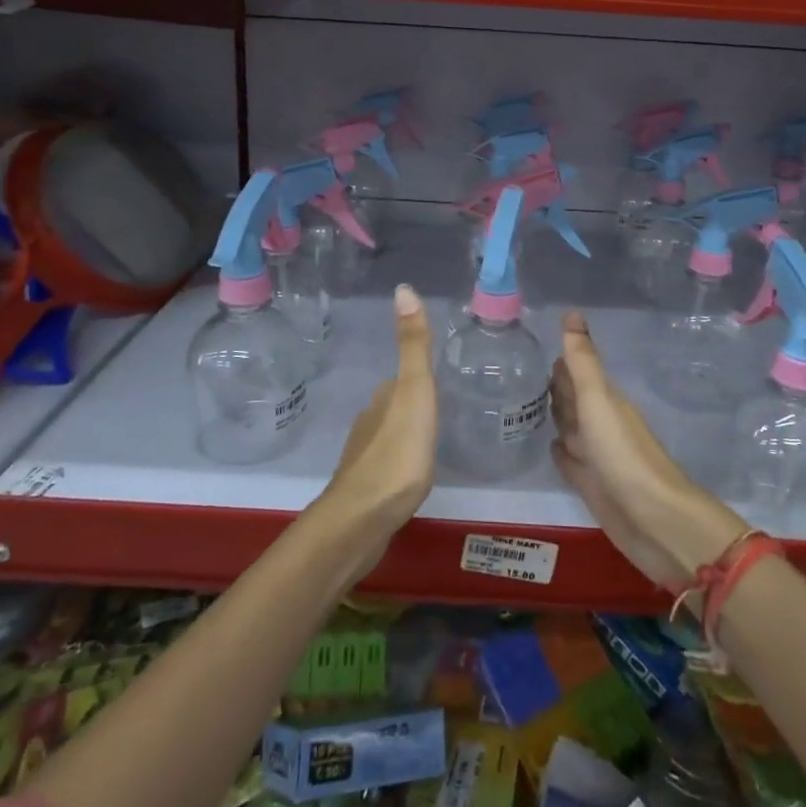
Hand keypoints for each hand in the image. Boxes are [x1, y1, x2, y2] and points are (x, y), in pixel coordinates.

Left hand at [318, 284, 437, 575]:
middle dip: (412, 404)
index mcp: (383, 399)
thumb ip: (414, 346)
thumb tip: (403, 287)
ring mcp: (365, 458)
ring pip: (388, 434)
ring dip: (405, 433)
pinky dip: (400, 461)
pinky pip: (387, 465)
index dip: (418, 377)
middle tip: (442, 408)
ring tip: (431, 439)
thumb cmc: (397, 452)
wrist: (363, 519)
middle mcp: (369, 422)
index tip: (438, 380)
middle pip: (393, 405)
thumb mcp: (415, 392)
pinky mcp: (367, 489)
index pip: (401, 379)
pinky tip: (413, 473)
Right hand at [549, 312, 743, 590]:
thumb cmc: (624, 455)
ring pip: (571, 428)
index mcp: (605, 401)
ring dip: (555, 416)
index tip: (535, 344)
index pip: (577, 373)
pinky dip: (559, 451)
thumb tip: (572, 313)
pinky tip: (548, 446)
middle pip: (574, 399)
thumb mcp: (599, 401)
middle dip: (555, 386)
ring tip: (526, 404)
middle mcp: (601, 424)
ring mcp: (598, 456)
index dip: (561, 360)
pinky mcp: (592, 485)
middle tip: (523, 372)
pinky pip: (571, 461)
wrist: (655, 520)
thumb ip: (583, 362)